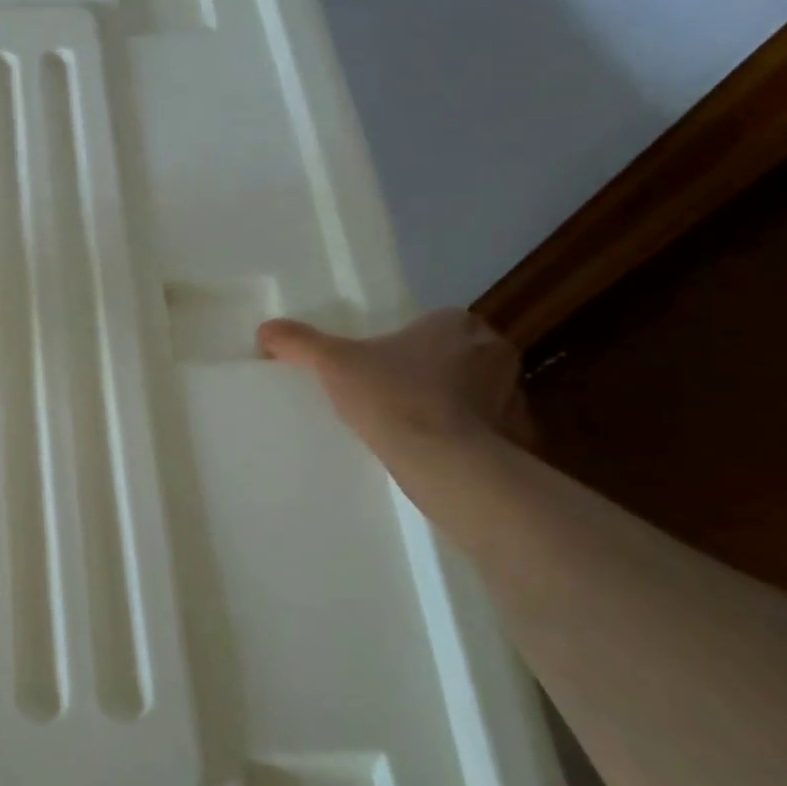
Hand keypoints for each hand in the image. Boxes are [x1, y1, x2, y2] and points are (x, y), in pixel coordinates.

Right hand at [256, 308, 531, 452]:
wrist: (445, 461)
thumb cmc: (392, 397)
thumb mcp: (334, 364)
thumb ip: (301, 343)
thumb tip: (265, 329)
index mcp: (455, 323)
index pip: (431, 324)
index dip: (404, 343)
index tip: (380, 365)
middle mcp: (493, 349)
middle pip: (457, 354)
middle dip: (432, 371)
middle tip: (394, 394)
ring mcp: (515, 393)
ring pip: (477, 391)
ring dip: (455, 403)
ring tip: (415, 426)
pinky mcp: (521, 434)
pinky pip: (493, 429)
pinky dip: (471, 436)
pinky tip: (439, 452)